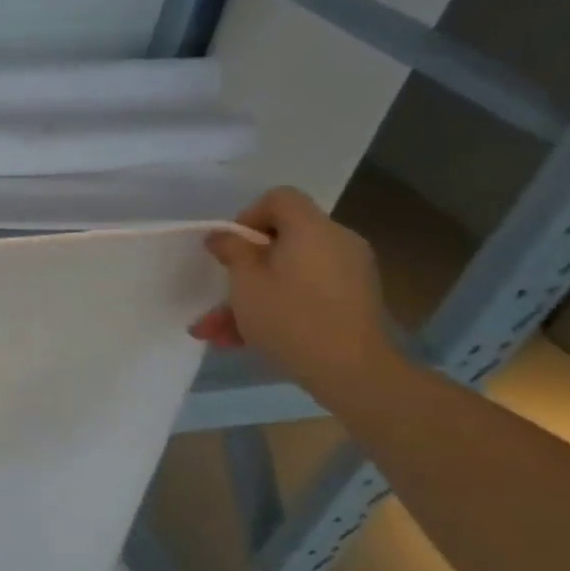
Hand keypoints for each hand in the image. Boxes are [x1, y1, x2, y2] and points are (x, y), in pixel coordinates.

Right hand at [190, 187, 398, 404]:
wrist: (353, 372)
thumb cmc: (291, 318)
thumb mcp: (245, 283)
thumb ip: (232, 251)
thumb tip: (224, 236)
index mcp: (313, 230)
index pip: (280, 198)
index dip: (249, 215)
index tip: (231, 247)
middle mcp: (337, 243)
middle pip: (282, 239)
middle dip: (243, 267)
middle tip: (218, 291)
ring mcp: (348, 273)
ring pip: (287, 273)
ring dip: (250, 296)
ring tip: (216, 330)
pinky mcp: (352, 300)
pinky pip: (304, 291)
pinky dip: (276, 307)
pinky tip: (242, 340)